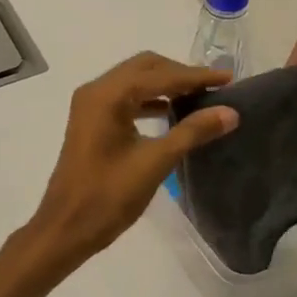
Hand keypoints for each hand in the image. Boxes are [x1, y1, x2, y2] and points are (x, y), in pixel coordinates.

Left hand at [25, 53, 238, 271]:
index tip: (229, 79)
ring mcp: (90, 106)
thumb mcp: (155, 163)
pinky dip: (150, 100)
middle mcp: (96, 91)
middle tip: (215, 88)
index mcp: (108, 95)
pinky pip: (125, 98)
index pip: (161, 74)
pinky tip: (172, 113)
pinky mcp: (91, 122)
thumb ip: (192, 132)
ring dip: (166, 85)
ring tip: (200, 99)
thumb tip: (230, 112)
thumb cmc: (108, 197)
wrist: (66, 228)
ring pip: (135, 81)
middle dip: (181, 74)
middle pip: (145, 67)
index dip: (197, 76)